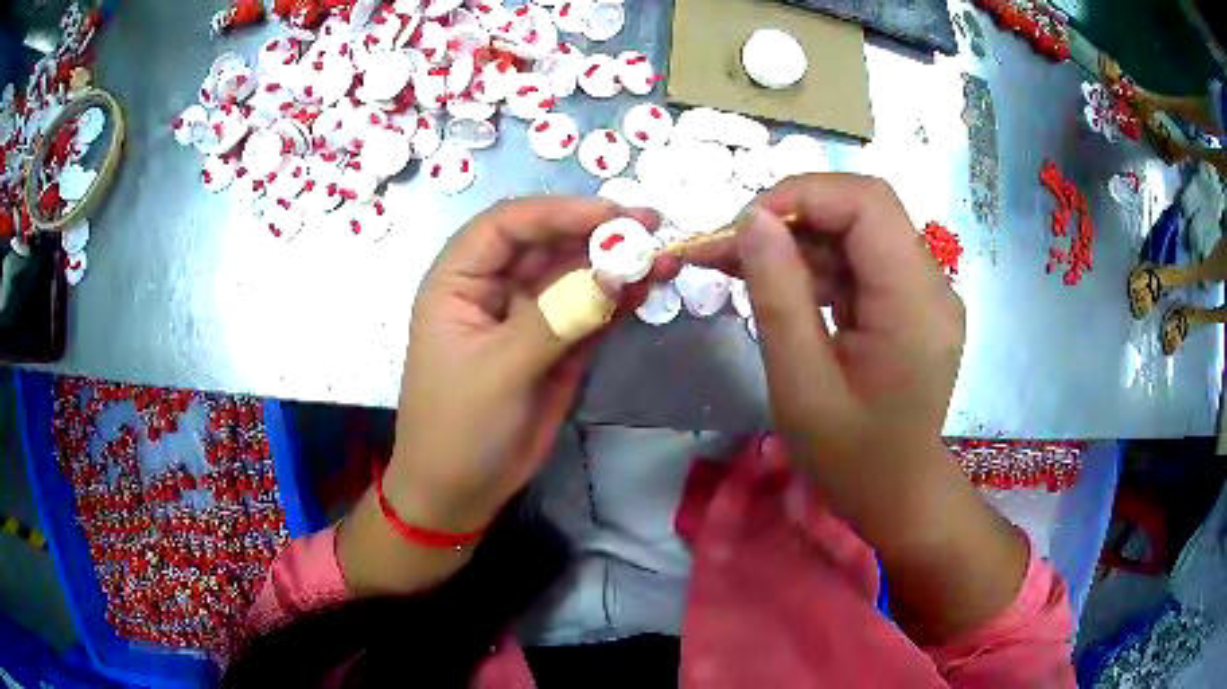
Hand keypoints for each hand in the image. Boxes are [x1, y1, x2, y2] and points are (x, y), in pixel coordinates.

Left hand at [386, 197, 674, 533]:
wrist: (461, 491)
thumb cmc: (460, 427)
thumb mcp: (500, 371)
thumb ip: (557, 318)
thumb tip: (615, 273)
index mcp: (458, 281)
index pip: (506, 225)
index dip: (558, 210)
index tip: (612, 215)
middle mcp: (492, 287)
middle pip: (546, 242)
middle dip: (596, 232)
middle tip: (652, 227)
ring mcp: (527, 315)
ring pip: (572, 275)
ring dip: (615, 264)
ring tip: (663, 258)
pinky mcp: (554, 344)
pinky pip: (588, 310)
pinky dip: (617, 299)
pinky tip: (647, 288)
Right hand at [688, 174, 963, 473]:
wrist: (898, 497)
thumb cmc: (851, 458)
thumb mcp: (802, 385)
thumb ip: (778, 296)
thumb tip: (750, 220)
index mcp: (915, 302)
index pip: (867, 203)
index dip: (802, 195)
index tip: (743, 224)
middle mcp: (931, 284)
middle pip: (863, 209)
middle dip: (793, 213)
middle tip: (732, 243)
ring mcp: (924, 292)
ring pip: (857, 233)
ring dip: (798, 239)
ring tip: (738, 263)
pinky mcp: (910, 304)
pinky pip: (860, 263)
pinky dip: (815, 264)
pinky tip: (777, 285)